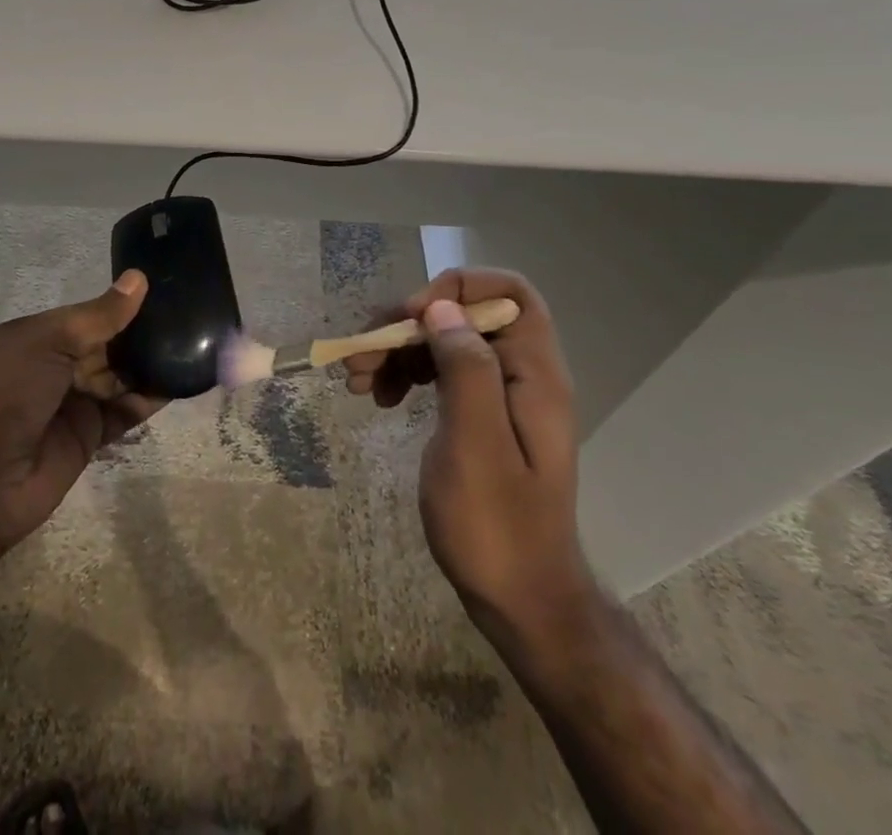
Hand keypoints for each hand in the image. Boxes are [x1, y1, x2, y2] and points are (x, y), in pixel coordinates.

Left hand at [0, 269, 162, 552]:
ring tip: (196, 342)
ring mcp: (72, 403)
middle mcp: (55, 367)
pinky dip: (151, 397)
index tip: (163, 290)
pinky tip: (182, 380)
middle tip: (190, 315)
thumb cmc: (5, 393)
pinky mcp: (89, 436)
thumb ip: (98, 316)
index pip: (88, 315)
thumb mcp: (47, 342)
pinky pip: (126, 411)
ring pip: (120, 376)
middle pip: (107, 344)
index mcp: (36, 337)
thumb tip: (138, 279)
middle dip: (141, 333)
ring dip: (151, 363)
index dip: (121, 305)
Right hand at [342, 267, 589, 624]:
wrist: (521, 602)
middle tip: (361, 355)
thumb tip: (441, 306)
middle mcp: (522, 374)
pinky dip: (407, 375)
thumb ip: (465, 370)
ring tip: (357, 380)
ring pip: (446, 342)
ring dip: (399, 350)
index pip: (509, 292)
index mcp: (534, 373)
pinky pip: (441, 373)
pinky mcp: (481, 417)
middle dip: (410, 325)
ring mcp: (501, 396)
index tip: (412, 318)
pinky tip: (380, 398)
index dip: (457, 287)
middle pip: (465, 315)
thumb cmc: (498, 528)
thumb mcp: (475, 446)